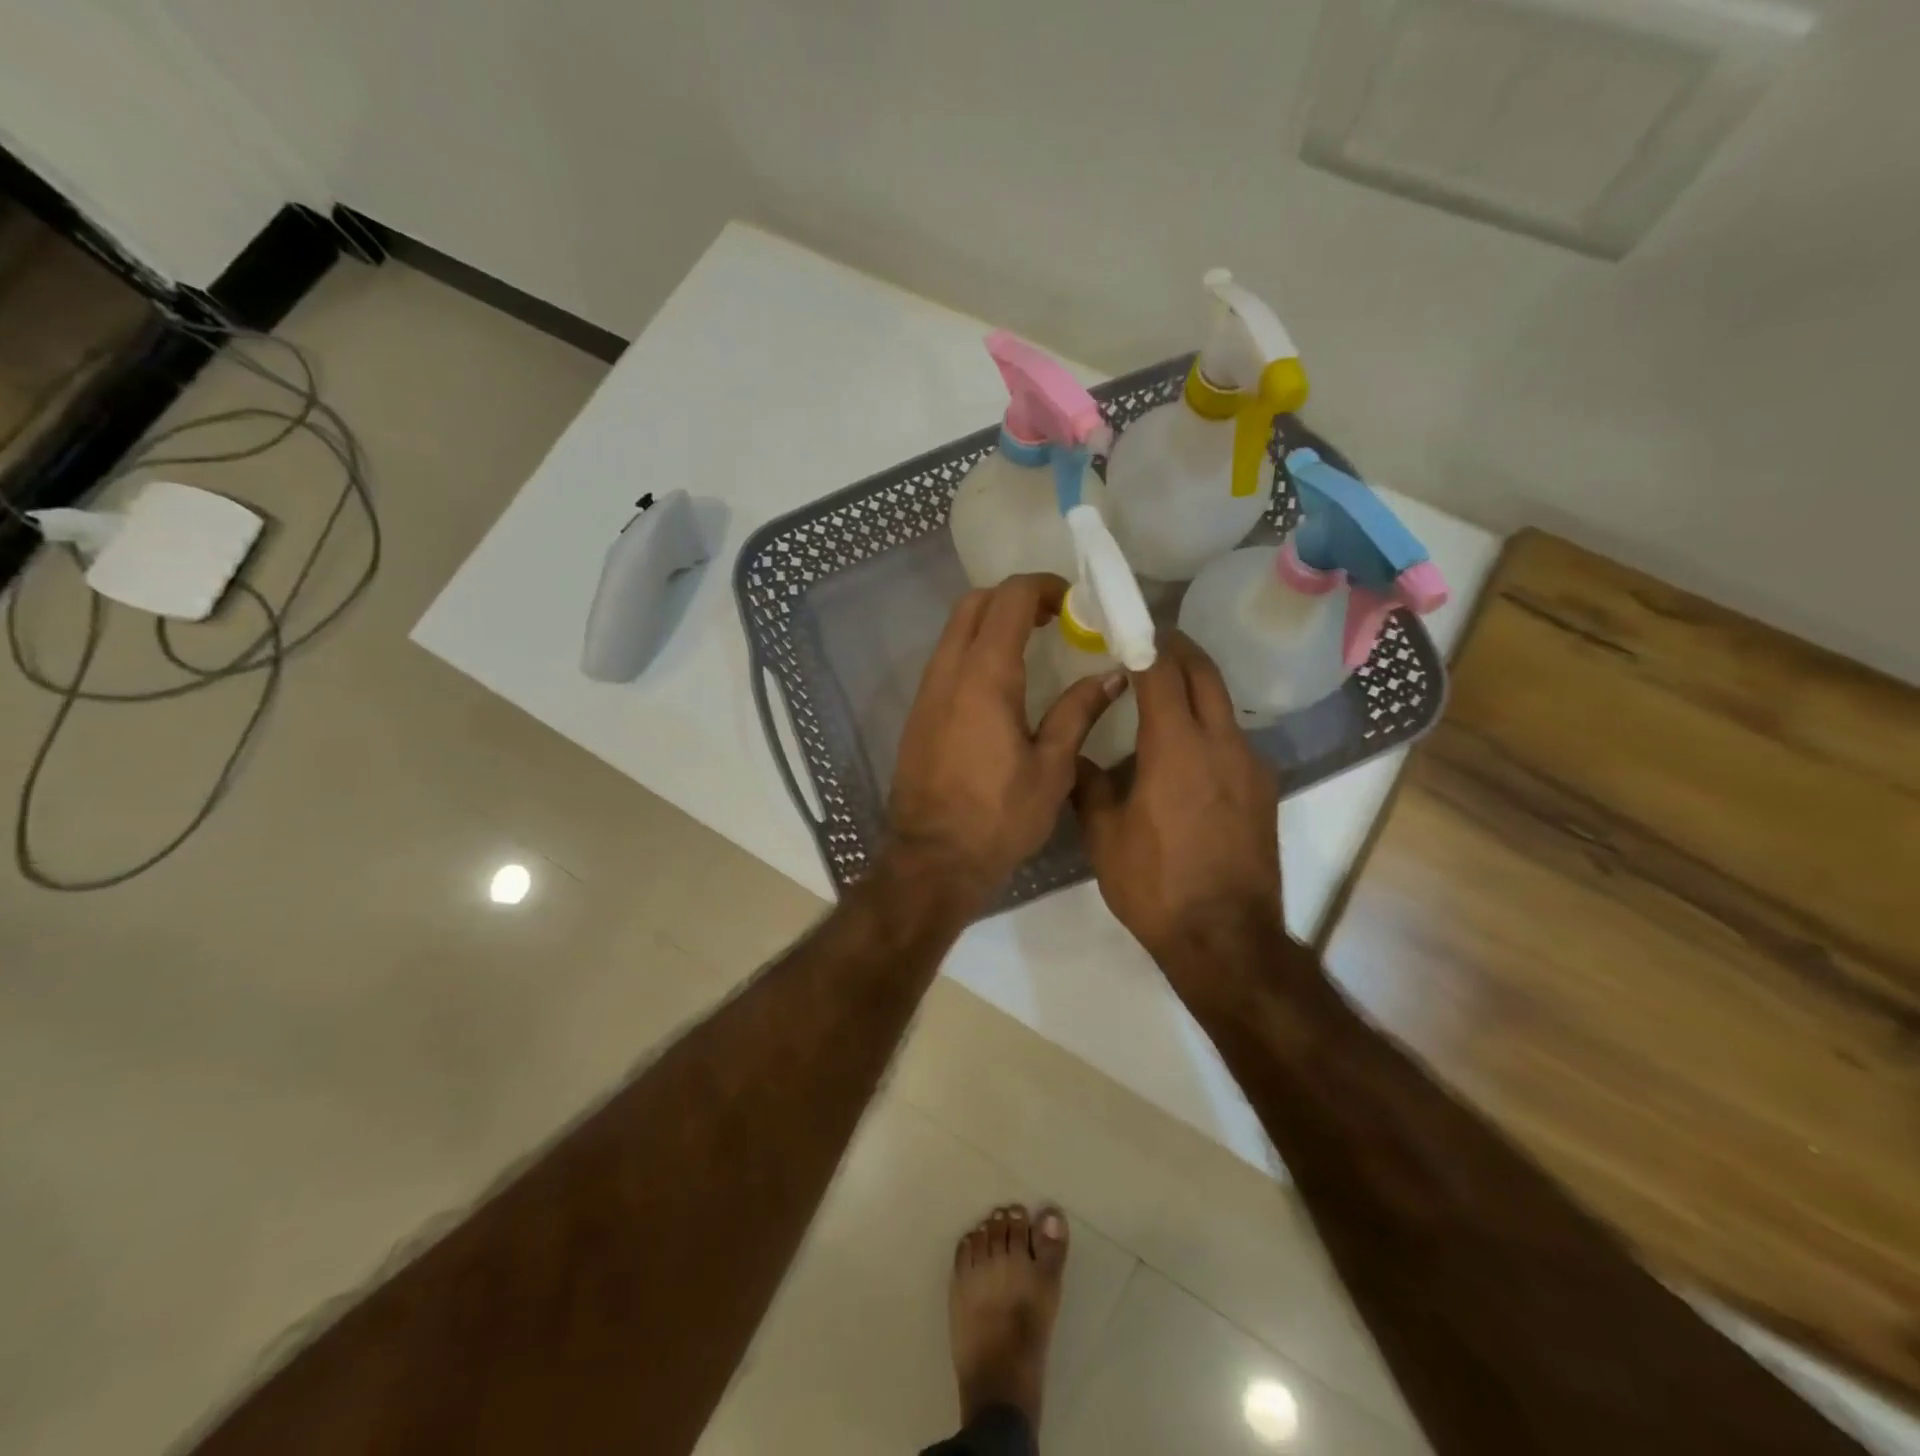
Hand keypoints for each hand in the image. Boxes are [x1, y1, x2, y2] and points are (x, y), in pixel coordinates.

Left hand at [887, 574, 1121, 903]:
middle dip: (1016, 598)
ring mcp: (927, 691)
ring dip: (992, 622)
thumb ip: (1078, 713)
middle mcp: (949, 671)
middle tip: (1055, 618)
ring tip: (1034, 644)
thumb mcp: (1051, 768)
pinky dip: (975, 648)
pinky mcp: (919, 713)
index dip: (1044, 588)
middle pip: (975, 603)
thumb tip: (1111, 677)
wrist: (932, 858)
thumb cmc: (998, 817)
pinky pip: (946, 659)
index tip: (1074, 605)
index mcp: (985, 676)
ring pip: (955, 629)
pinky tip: (1003, 681)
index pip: (1010, 599)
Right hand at [1073, 632, 1284, 968]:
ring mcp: (1250, 766)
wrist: (1226, 939)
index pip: (1162, 671)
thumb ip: (1087, 785)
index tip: (1125, 628)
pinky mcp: (1263, 790)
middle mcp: (1221, 743)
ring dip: (1195, 687)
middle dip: (1178, 650)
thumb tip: (1075, 756)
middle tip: (1148, 644)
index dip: (1143, 642)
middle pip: (1205, 673)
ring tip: (1162, 695)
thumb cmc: (1155, 884)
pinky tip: (1185, 751)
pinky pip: (1233, 738)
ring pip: (1223, 705)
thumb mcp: (1104, 836)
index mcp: (1176, 746)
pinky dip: (1209, 725)